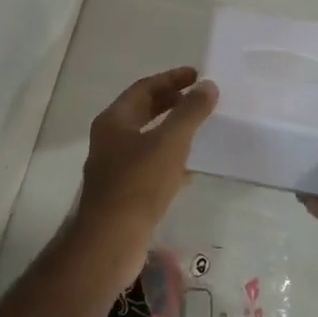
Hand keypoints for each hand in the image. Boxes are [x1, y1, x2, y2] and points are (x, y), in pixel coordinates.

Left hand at [73, 67, 218, 282]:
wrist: (111, 241)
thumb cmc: (138, 184)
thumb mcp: (169, 143)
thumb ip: (190, 112)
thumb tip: (208, 85)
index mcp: (114, 121)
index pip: (144, 88)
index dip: (171, 79)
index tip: (197, 75)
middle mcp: (109, 139)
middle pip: (142, 111)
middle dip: (171, 102)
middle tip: (199, 97)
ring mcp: (114, 167)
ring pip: (146, 139)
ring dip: (171, 130)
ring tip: (199, 127)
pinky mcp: (123, 192)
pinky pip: (149, 165)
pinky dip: (169, 158)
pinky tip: (190, 168)